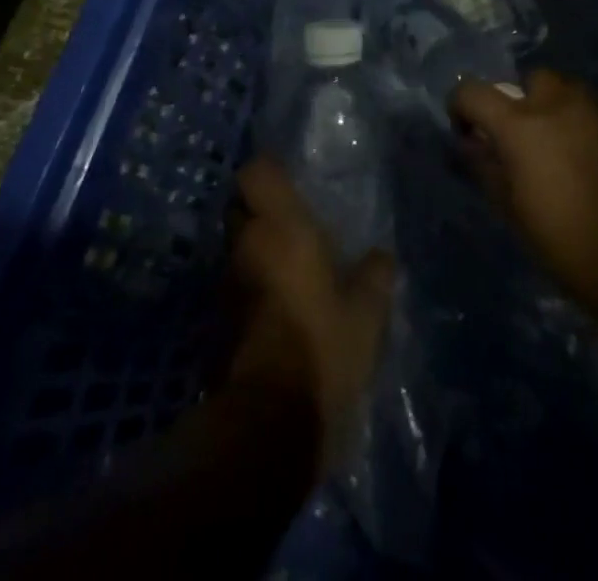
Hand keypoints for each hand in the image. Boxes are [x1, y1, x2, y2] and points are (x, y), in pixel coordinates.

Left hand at [227, 155, 394, 469]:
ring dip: (254, 252)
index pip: (256, 172)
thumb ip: (375, 277)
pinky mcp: (215, 320)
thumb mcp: (366, 316)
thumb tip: (382, 256)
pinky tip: (276, 307)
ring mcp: (226, 282)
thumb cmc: (321, 349)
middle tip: (292, 227)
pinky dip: (249, 287)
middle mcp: (246, 244)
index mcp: (282, 227)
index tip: (291, 185)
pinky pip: (233, 285)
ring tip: (287, 270)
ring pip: (235, 247)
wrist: (267, 424)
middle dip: (259, 212)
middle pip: (239, 207)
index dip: (269, 173)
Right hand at [452, 69, 597, 305]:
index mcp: (518, 122)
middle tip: (525, 139)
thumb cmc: (563, 237)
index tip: (468, 133)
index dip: (461, 108)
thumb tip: (472, 144)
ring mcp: (595, 109)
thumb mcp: (511, 208)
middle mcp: (556, 101)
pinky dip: (585, 126)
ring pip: (567, 92)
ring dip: (556, 110)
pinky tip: (591, 161)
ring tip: (560, 148)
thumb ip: (486, 166)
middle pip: (530, 80)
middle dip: (523, 101)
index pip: (472, 92)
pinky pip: (594, 113)